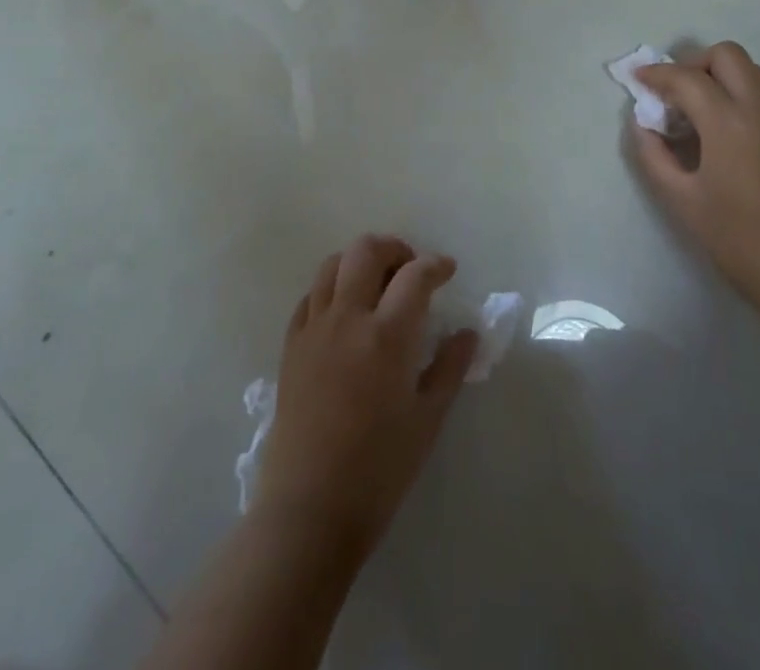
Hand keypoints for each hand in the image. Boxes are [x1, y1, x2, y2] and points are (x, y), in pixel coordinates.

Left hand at [256, 235, 477, 556]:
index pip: (414, 275)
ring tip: (376, 283)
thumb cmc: (378, 470)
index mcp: (386, 335)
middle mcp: (347, 318)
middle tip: (410, 268)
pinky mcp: (291, 346)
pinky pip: (310, 297)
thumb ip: (449, 368)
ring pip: (332, 265)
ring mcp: (314, 329)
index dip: (435, 265)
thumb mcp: (427, 420)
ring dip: (358, 261)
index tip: (447, 270)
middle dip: (394, 248)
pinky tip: (343, 311)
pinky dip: (330, 289)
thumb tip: (468, 334)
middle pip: (365, 251)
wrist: (308, 511)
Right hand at [635, 42, 759, 325]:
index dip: (656, 74)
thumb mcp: (681, 200)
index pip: (686, 78)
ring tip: (695, 108)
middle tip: (672, 92)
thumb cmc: (737, 239)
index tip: (636, 79)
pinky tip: (721, 129)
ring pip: (751, 70)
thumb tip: (643, 125)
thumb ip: (653, 156)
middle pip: (727, 56)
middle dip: (693, 62)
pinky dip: (738, 92)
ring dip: (719, 75)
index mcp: (728, 122)